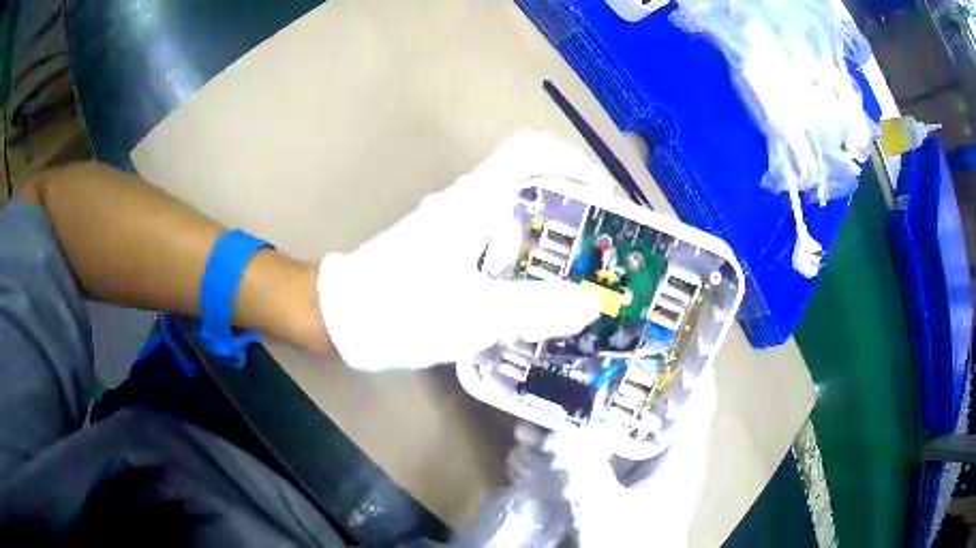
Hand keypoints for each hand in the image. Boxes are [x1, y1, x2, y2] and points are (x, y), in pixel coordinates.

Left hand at [316, 132, 611, 370]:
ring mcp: (456, 222)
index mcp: (475, 201)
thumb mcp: (473, 315)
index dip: (576, 162)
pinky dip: (529, 253)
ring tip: (582, 273)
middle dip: (574, 204)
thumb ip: (534, 308)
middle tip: (604, 245)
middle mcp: (468, 201)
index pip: (532, 151)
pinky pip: (500, 237)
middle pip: (532, 179)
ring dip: (553, 233)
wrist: (341, 317)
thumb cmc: (400, 309)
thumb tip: (590, 303)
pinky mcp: (448, 245)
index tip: (606, 198)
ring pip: (517, 210)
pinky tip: (538, 291)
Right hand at [505, 366, 717, 546]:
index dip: (682, 351)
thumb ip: (584, 473)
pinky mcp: (613, 480)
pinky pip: (592, 448)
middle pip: (647, 398)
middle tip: (579, 345)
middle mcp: (662, 450)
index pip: (695, 388)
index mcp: (681, 450)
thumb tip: (556, 426)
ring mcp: (636, 466)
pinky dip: (568, 438)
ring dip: (581, 408)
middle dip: (615, 373)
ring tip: (544, 387)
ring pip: (614, 422)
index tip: (648, 319)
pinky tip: (536, 434)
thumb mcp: (608, 513)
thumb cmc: (632, 546)